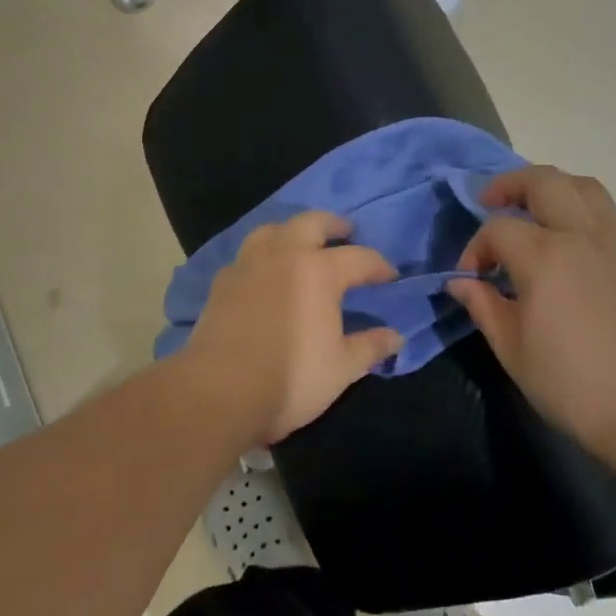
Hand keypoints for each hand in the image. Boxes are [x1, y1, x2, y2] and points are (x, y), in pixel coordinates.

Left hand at [179, 211, 404, 444]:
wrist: (219, 392)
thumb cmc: (291, 378)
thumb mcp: (342, 368)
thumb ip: (370, 347)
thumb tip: (396, 337)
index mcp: (319, 270)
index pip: (359, 257)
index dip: (378, 266)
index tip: (390, 276)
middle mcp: (283, 255)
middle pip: (312, 222)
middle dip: (333, 224)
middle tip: (345, 232)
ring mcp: (248, 265)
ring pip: (272, 230)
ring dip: (292, 231)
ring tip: (300, 244)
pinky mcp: (221, 283)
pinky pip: (246, 256)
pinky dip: (262, 257)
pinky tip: (264, 274)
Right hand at [449, 166, 615, 454]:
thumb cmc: (570, 383)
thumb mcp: (512, 349)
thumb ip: (483, 305)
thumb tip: (461, 282)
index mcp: (545, 257)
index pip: (498, 229)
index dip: (476, 248)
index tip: (471, 278)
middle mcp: (581, 235)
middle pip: (543, 181)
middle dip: (509, 185)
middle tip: (489, 202)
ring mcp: (614, 241)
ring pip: (581, 185)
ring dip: (549, 186)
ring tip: (531, 207)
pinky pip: (604, 209)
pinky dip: (578, 204)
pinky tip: (566, 234)